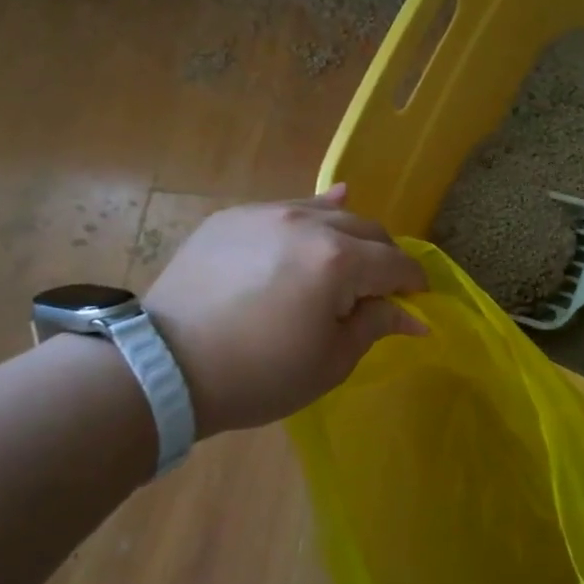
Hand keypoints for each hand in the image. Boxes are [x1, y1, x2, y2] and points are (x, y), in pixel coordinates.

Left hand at [143, 185, 427, 435]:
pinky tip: (321, 215)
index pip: (396, 263)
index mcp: (339, 261)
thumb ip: (376, 325)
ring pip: (327, 212)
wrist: (165, 368)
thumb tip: (413, 316)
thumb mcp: (330, 361)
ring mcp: (267, 214)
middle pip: (367, 229)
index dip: (414, 283)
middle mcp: (308, 224)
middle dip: (385, 257)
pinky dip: (310, 216)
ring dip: (349, 235)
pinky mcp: (233, 217)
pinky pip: (286, 208)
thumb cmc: (259, 374)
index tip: (418, 301)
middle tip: (382, 288)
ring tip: (351, 257)